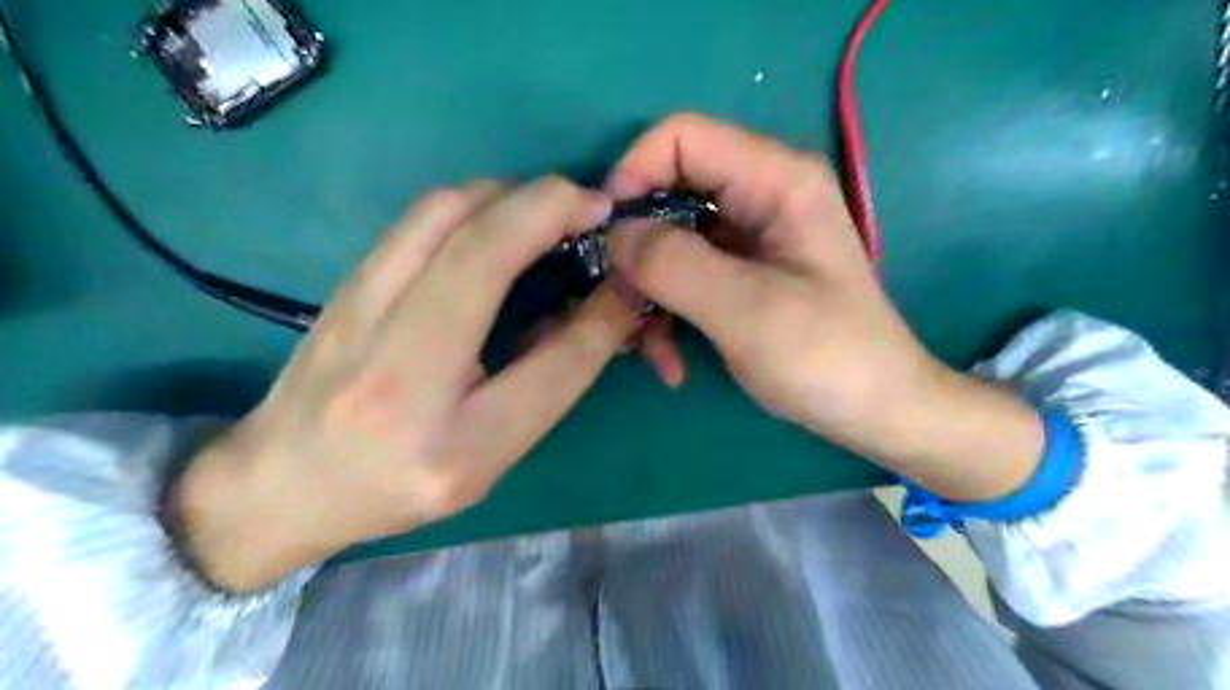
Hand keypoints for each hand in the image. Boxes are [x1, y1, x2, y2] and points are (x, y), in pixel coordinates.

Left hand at [172, 177, 638, 591]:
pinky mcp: (348, 278)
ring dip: (514, 194)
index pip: (553, 360)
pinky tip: (501, 219)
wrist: (280, 483)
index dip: (603, 307)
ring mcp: (357, 307)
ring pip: (445, 209)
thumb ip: (548, 383)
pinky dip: (477, 201)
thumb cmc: (396, 485)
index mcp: (449, 438)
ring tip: (553, 210)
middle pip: (481, 246)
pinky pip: (421, 215)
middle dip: (551, 206)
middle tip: (594, 208)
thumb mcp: (489, 457)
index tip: (629, 269)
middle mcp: (396, 364)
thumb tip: (603, 309)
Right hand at [603, 114, 1036, 502]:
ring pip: (668, 242)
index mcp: (776, 181)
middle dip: (636, 250)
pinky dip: (667, 314)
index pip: (680, 137)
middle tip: (620, 305)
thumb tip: (615, 234)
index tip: (605, 235)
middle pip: (667, 192)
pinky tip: (670, 361)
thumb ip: (675, 264)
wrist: (874, 409)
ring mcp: (748, 237)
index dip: (632, 174)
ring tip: (649, 351)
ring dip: (648, 295)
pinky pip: (683, 276)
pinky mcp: (739, 273)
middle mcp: (760, 195)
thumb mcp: (747, 311)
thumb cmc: (825, 358)